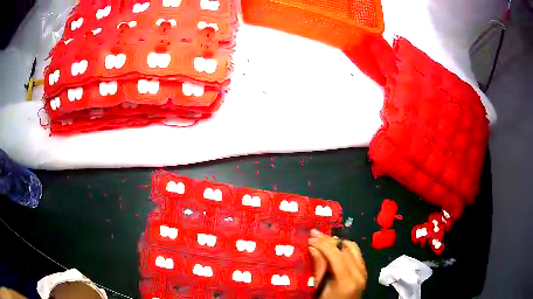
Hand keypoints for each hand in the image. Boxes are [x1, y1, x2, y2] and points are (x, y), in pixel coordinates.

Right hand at [309, 229, 366, 298]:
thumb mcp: (319, 290)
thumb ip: (318, 269)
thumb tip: (312, 248)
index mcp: (347, 280)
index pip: (335, 254)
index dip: (322, 243)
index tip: (309, 238)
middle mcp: (359, 273)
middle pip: (345, 248)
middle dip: (328, 240)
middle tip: (313, 235)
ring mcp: (364, 272)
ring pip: (352, 248)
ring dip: (337, 242)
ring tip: (323, 240)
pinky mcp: (364, 272)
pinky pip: (356, 254)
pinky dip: (344, 248)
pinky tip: (335, 248)